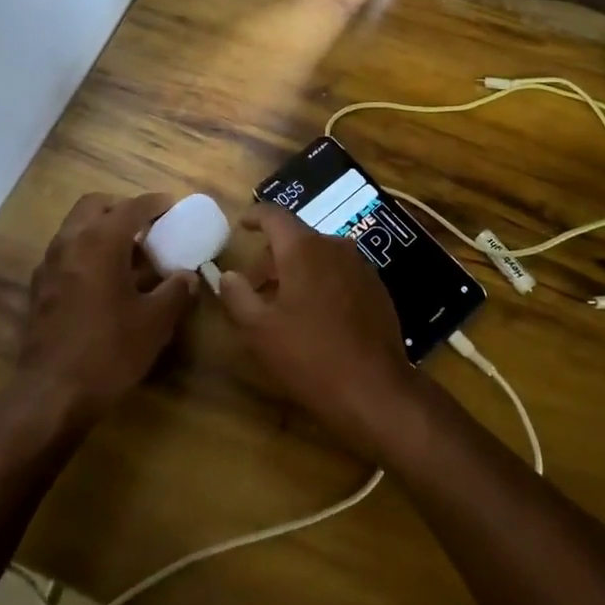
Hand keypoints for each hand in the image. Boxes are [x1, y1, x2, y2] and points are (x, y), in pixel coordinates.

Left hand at [15, 192, 198, 426]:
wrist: (51, 395)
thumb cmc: (108, 351)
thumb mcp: (155, 322)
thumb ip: (176, 291)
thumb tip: (188, 276)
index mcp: (100, 241)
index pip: (131, 207)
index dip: (155, 203)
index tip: (172, 205)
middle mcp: (70, 242)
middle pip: (95, 205)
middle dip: (121, 208)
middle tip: (145, 225)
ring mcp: (49, 265)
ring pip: (76, 227)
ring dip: (101, 229)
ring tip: (129, 253)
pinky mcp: (39, 288)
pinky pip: (66, 253)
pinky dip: (86, 252)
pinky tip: (104, 280)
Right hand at [215, 205, 421, 457]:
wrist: (375, 389)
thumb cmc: (309, 355)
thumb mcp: (259, 330)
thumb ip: (237, 296)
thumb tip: (227, 275)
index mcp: (303, 248)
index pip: (274, 215)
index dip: (255, 216)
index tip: (242, 225)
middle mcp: (334, 246)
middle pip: (296, 238)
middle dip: (272, 257)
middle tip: (254, 286)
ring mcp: (360, 266)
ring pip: (319, 256)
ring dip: (297, 271)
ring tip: (282, 304)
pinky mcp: (376, 288)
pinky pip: (339, 273)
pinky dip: (320, 282)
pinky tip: (314, 316)